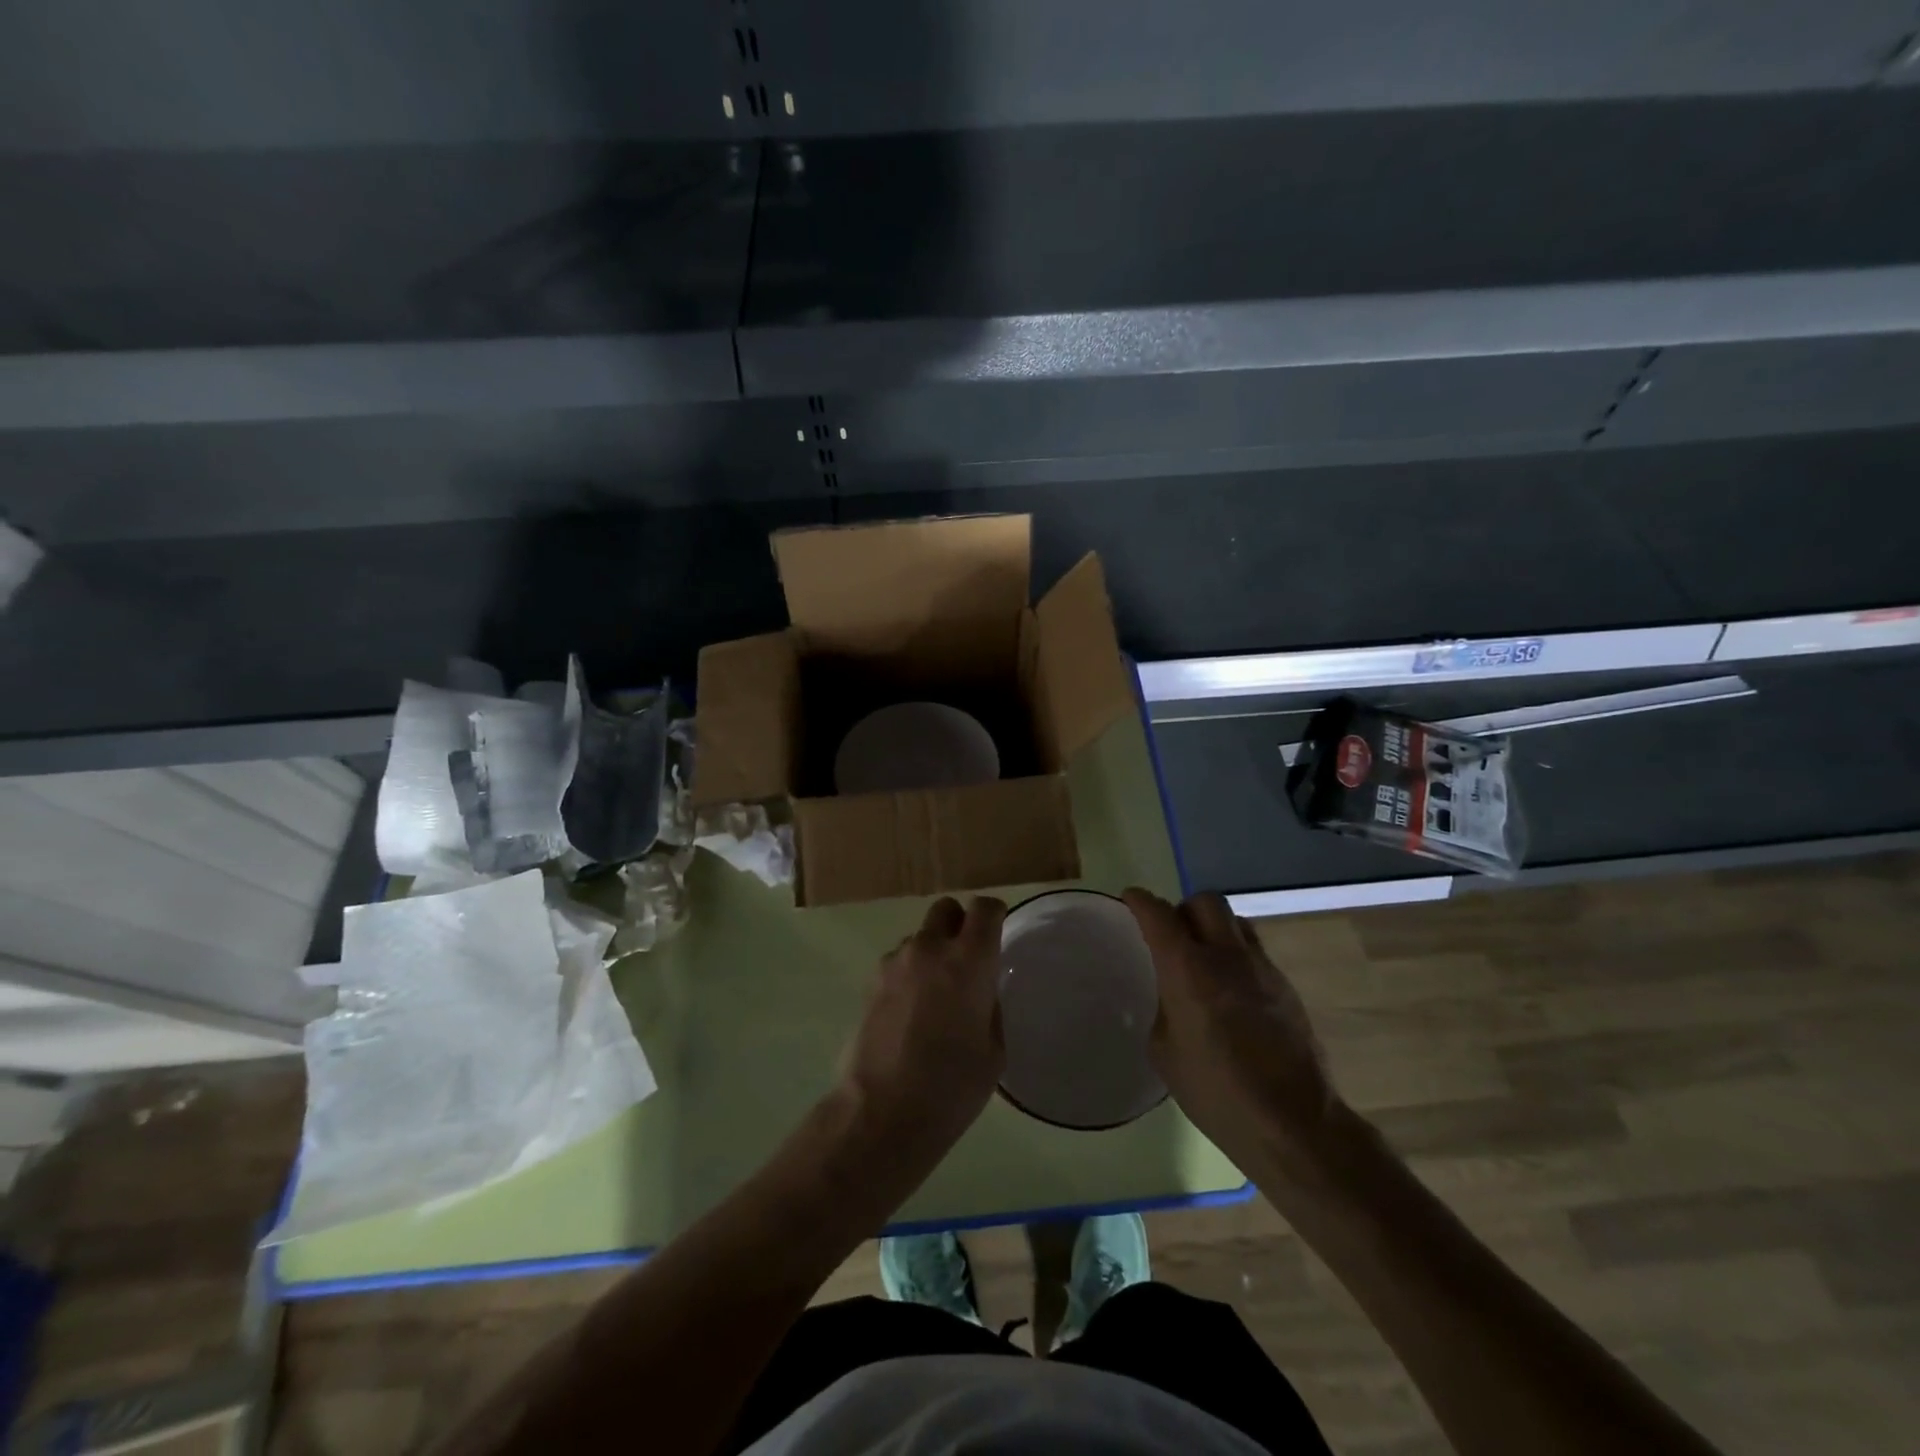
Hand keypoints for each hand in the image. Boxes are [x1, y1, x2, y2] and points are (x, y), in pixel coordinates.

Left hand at [838, 896, 1007, 1159]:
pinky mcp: (870, 981)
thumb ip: (990, 1005)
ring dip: (932, 952)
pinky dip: (910, 973)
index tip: (999, 932)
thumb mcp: (993, 1050)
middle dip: (960, 924)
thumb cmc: (951, 1086)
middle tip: (967, 959)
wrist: (882, 1111)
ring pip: (920, 937)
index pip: (985, 909)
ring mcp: (895, 962)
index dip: (994, 914)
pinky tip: (911, 1012)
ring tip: (935, 995)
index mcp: (969, 960)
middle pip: (946, 909)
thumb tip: (980, 990)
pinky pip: (899, 962)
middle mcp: (930, 948)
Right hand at [1122, 888, 1339, 1164]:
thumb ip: (1164, 1009)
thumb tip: (1171, 998)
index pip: (1158, 914)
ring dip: (1214, 928)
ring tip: (1204, 958)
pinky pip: (1255, 952)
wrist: (1294, 1123)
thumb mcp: (1166, 1053)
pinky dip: (1236, 957)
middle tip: (1172, 934)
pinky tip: (1231, 992)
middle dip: (1183, 909)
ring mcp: (1262, 968)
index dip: (1140, 901)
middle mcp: (1226, 956)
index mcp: (1188, 969)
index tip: (1130, 899)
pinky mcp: (1286, 987)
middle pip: (1205, 901)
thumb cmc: (1217, 1093)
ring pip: (1235, 922)